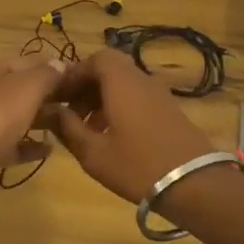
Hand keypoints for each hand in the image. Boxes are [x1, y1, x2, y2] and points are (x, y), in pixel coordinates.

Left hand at [0, 54, 70, 199]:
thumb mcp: (27, 88)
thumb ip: (46, 74)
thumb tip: (60, 64)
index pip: (26, 61)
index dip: (52, 67)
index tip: (79, 80)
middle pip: (18, 88)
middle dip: (47, 96)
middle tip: (76, 105)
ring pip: (13, 116)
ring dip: (39, 120)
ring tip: (65, 126)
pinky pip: (8, 143)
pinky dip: (27, 145)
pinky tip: (48, 151)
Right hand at [47, 48, 219, 203]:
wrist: (195, 184)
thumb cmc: (138, 165)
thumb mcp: (93, 152)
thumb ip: (67, 128)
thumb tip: (47, 111)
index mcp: (121, 81)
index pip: (94, 59)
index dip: (73, 74)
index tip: (57, 96)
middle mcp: (141, 79)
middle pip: (109, 69)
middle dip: (85, 86)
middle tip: (68, 112)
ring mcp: (159, 94)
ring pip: (123, 84)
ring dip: (101, 98)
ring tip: (85, 128)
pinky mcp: (169, 110)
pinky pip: (137, 97)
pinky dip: (119, 107)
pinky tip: (110, 136)